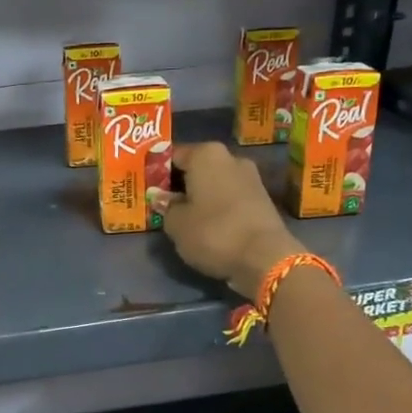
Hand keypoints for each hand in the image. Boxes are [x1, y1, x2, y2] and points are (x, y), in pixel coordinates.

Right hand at [160, 143, 304, 298]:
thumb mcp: (176, 224)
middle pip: (195, 167)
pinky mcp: (261, 199)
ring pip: (213, 183)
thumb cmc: (213, 232)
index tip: (145, 188)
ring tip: (182, 217)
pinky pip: (229, 197)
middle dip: (179, 184)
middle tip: (161, 203)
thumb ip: (165, 207)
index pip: (172, 155)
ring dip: (198, 196)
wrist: (265, 258)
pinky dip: (216, 207)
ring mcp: (250, 177)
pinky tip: (205, 224)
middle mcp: (230, 158)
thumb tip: (162, 198)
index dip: (156, 171)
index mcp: (206, 154)